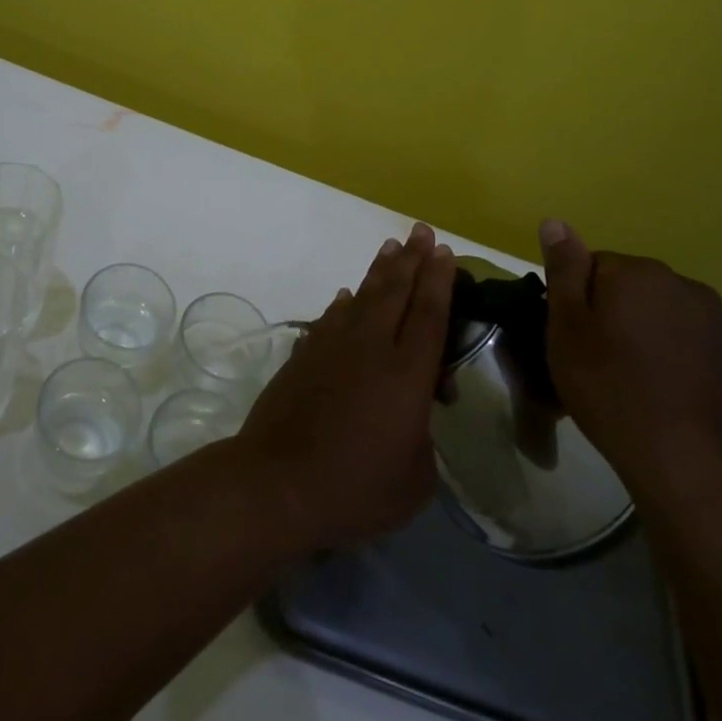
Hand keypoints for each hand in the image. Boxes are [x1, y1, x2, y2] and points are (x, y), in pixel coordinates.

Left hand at [235, 224, 455, 552]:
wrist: (278, 482)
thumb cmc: (356, 489)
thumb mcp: (415, 478)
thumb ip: (422, 436)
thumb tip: (412, 413)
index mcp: (406, 375)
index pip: (428, 315)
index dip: (439, 280)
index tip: (443, 250)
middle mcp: (370, 348)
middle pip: (394, 292)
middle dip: (410, 259)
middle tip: (419, 231)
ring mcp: (331, 347)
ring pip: (361, 298)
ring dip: (378, 272)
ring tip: (390, 248)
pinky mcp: (303, 355)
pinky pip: (330, 319)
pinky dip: (342, 304)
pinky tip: (346, 297)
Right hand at [537, 219, 721, 502]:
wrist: (688, 460)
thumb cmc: (611, 388)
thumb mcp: (566, 328)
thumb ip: (564, 271)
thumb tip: (556, 221)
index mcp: (636, 272)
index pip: (591, 266)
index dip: (575, 302)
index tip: (571, 338)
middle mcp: (681, 283)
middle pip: (629, 287)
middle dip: (611, 313)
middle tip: (595, 360)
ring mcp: (715, 319)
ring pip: (660, 312)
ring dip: (643, 332)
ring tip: (630, 378)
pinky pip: (689, 339)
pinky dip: (673, 354)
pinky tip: (663, 389)